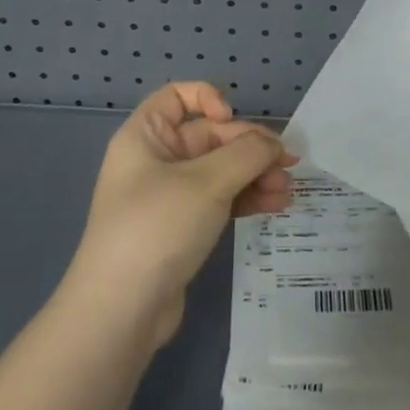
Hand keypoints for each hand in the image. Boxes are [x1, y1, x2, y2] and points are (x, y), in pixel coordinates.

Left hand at [66, 81, 294, 347]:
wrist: (121, 312)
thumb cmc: (157, 227)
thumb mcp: (206, 183)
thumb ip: (247, 154)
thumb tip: (274, 144)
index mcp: (146, 136)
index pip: (177, 96)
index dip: (207, 98)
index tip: (231, 119)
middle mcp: (155, 159)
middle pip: (210, 136)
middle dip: (250, 148)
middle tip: (288, 164)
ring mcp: (169, 196)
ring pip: (220, 170)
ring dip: (255, 175)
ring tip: (287, 191)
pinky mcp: (182, 228)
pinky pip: (219, 200)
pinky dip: (246, 198)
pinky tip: (275, 205)